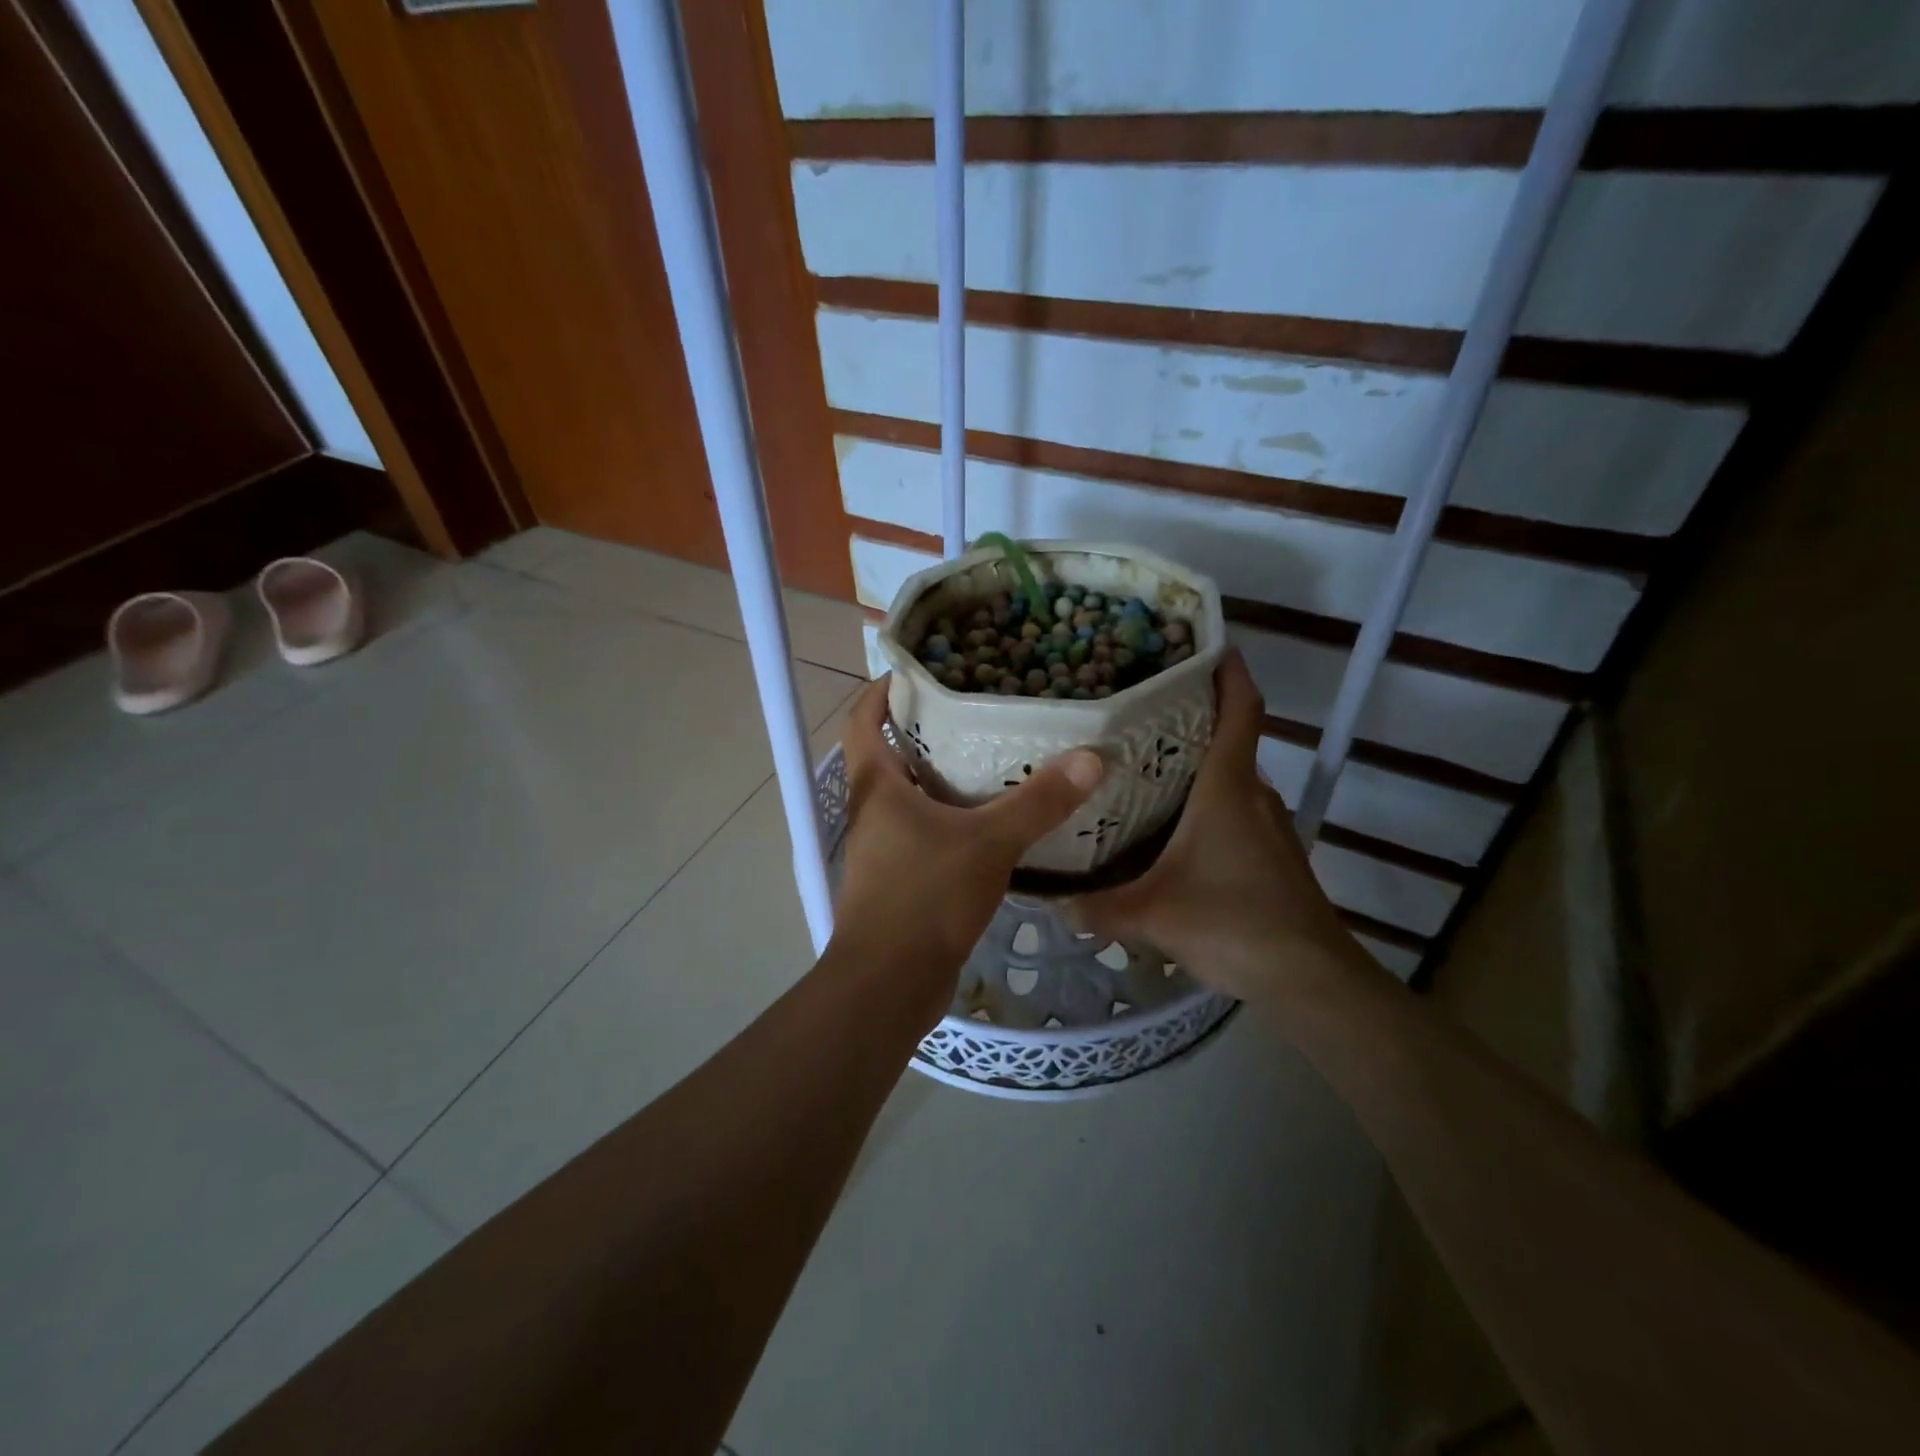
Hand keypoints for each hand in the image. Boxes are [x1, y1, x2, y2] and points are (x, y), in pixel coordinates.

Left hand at [829, 677, 1104, 1028]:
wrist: (889, 985)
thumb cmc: (924, 898)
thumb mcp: (988, 843)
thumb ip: (1038, 803)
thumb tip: (1090, 758)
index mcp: (876, 787)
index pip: (862, 720)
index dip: (882, 691)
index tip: (918, 671)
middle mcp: (873, 811)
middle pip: (891, 754)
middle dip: (926, 729)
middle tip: (978, 709)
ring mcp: (884, 848)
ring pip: (912, 797)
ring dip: (944, 776)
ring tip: (996, 757)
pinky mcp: (902, 879)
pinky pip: (928, 833)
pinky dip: (955, 818)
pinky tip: (997, 821)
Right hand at [1072, 652, 1373, 1005]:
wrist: (1311, 980)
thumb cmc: (1232, 924)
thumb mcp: (1151, 916)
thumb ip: (1097, 908)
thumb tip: (1051, 904)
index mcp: (1229, 788)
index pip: (1241, 711)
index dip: (1230, 673)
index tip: (1207, 645)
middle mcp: (1254, 795)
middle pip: (1229, 741)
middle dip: (1193, 721)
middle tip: (1138, 715)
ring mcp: (1270, 826)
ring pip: (1232, 780)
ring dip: (1199, 768)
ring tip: (1145, 768)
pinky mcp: (1275, 855)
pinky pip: (1238, 811)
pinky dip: (1209, 804)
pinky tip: (1173, 831)